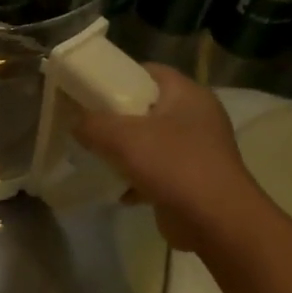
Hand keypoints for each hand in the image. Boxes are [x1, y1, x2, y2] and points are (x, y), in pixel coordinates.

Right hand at [74, 63, 259, 253]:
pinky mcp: (193, 179)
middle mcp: (197, 117)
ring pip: (151, 141)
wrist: (216, 221)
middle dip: (116, 116)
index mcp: (188, 94)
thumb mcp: (122, 137)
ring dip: (125, 150)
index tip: (89, 90)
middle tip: (87, 123)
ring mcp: (198, 150)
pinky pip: (158, 171)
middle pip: (147, 107)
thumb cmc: (173, 165)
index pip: (148, 71)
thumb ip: (92, 124)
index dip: (117, 76)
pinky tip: (118, 191)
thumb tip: (76, 123)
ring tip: (97, 156)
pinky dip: (137, 178)